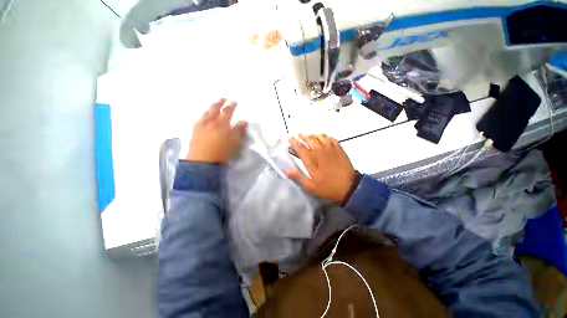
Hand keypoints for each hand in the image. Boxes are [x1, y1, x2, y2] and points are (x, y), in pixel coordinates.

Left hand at [186, 99, 247, 163]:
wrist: (203, 162)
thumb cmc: (222, 152)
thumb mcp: (235, 142)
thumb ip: (240, 131)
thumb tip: (244, 121)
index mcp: (222, 124)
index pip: (227, 111)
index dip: (231, 106)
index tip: (235, 101)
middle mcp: (210, 122)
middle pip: (215, 109)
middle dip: (220, 102)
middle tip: (224, 98)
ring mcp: (201, 126)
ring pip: (206, 113)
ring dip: (211, 108)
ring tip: (214, 106)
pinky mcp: (194, 132)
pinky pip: (199, 119)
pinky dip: (203, 115)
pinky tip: (203, 116)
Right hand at [287, 134, 355, 203]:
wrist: (349, 187)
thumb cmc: (328, 187)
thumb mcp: (311, 187)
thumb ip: (298, 177)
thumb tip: (286, 171)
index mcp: (312, 161)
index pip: (301, 148)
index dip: (294, 142)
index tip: (290, 138)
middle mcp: (320, 152)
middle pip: (311, 139)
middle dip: (303, 136)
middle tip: (299, 134)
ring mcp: (331, 149)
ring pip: (321, 137)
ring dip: (314, 134)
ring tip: (310, 135)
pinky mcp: (339, 149)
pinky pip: (331, 139)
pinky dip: (326, 136)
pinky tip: (324, 138)